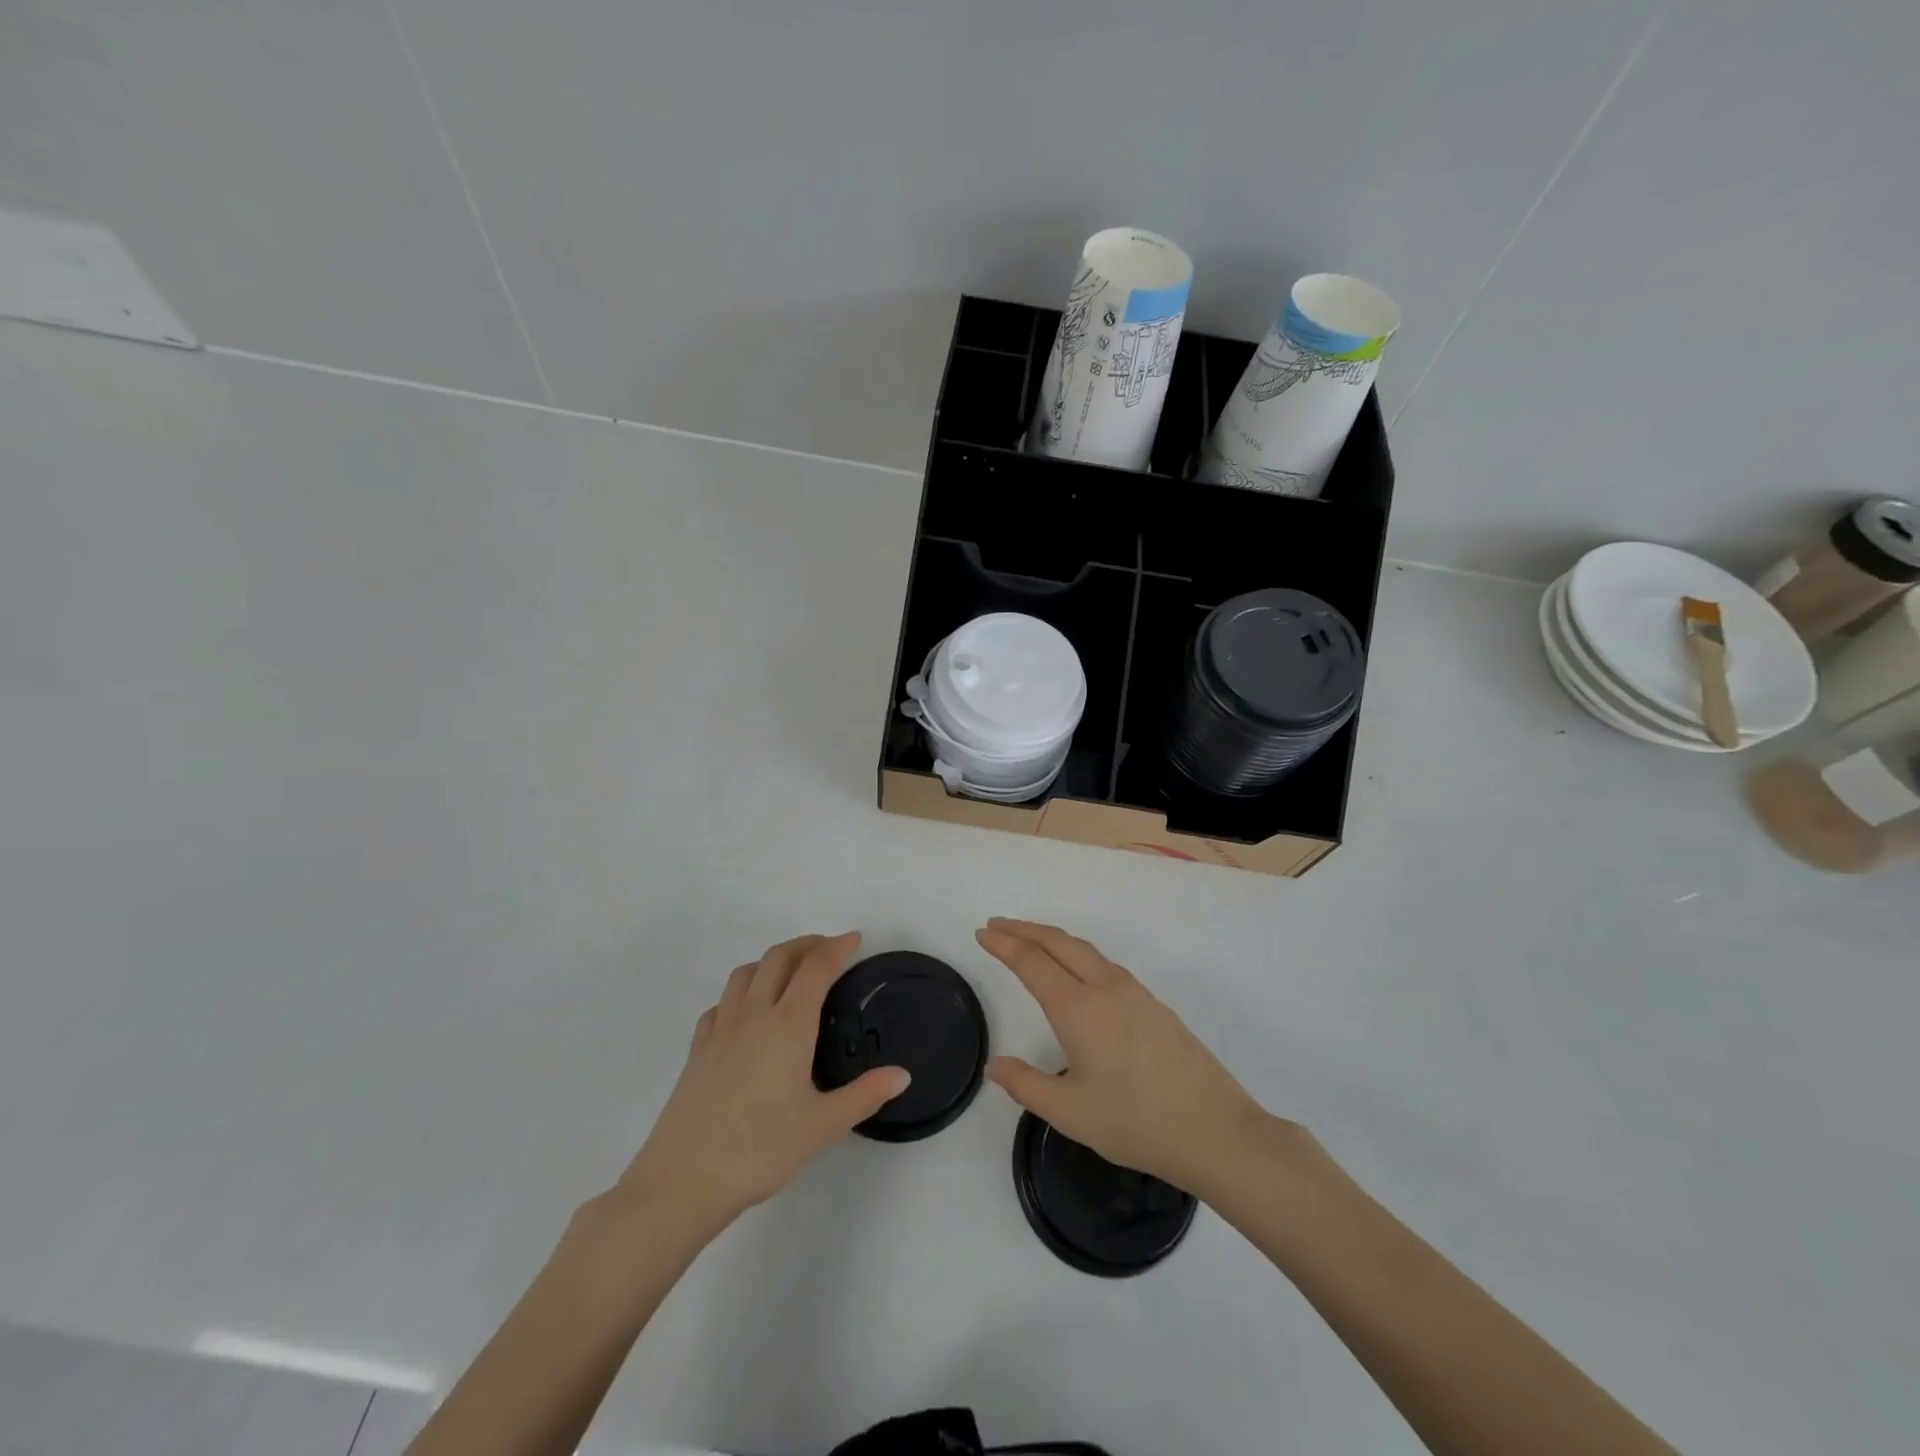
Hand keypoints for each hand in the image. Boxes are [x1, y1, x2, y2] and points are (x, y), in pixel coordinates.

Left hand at [616, 933, 908, 1238]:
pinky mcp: (697, 1049)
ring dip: (772, 961)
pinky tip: (747, 1014)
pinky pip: (721, 1002)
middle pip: (779, 958)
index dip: (837, 948)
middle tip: (829, 950)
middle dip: (807, 944)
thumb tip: (902, 1075)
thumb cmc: (760, 1150)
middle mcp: (754, 1014)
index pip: (816, 968)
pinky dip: (741, 992)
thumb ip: (865, 1095)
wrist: (683, 1181)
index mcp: (789, 1025)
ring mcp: (720, 1029)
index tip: (856, 939)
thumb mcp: (823, 1126)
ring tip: (791, 974)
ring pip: (746, 973)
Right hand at [977, 918, 1275, 1198]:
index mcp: (1080, 1009)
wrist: (1216, 1130)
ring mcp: (1134, 992)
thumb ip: (1027, 1086)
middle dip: (1024, 929)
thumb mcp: (1072, 1113)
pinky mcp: (1153, 1004)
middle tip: (997, 924)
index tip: (982, 933)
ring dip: (1051, 938)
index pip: (1032, 962)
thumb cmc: (1137, 1123)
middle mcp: (1106, 988)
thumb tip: (995, 1065)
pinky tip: (1076, 971)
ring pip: (1084, 949)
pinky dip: (1076, 953)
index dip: (1003, 944)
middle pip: (1058, 942)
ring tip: (1029, 940)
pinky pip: (1104, 963)